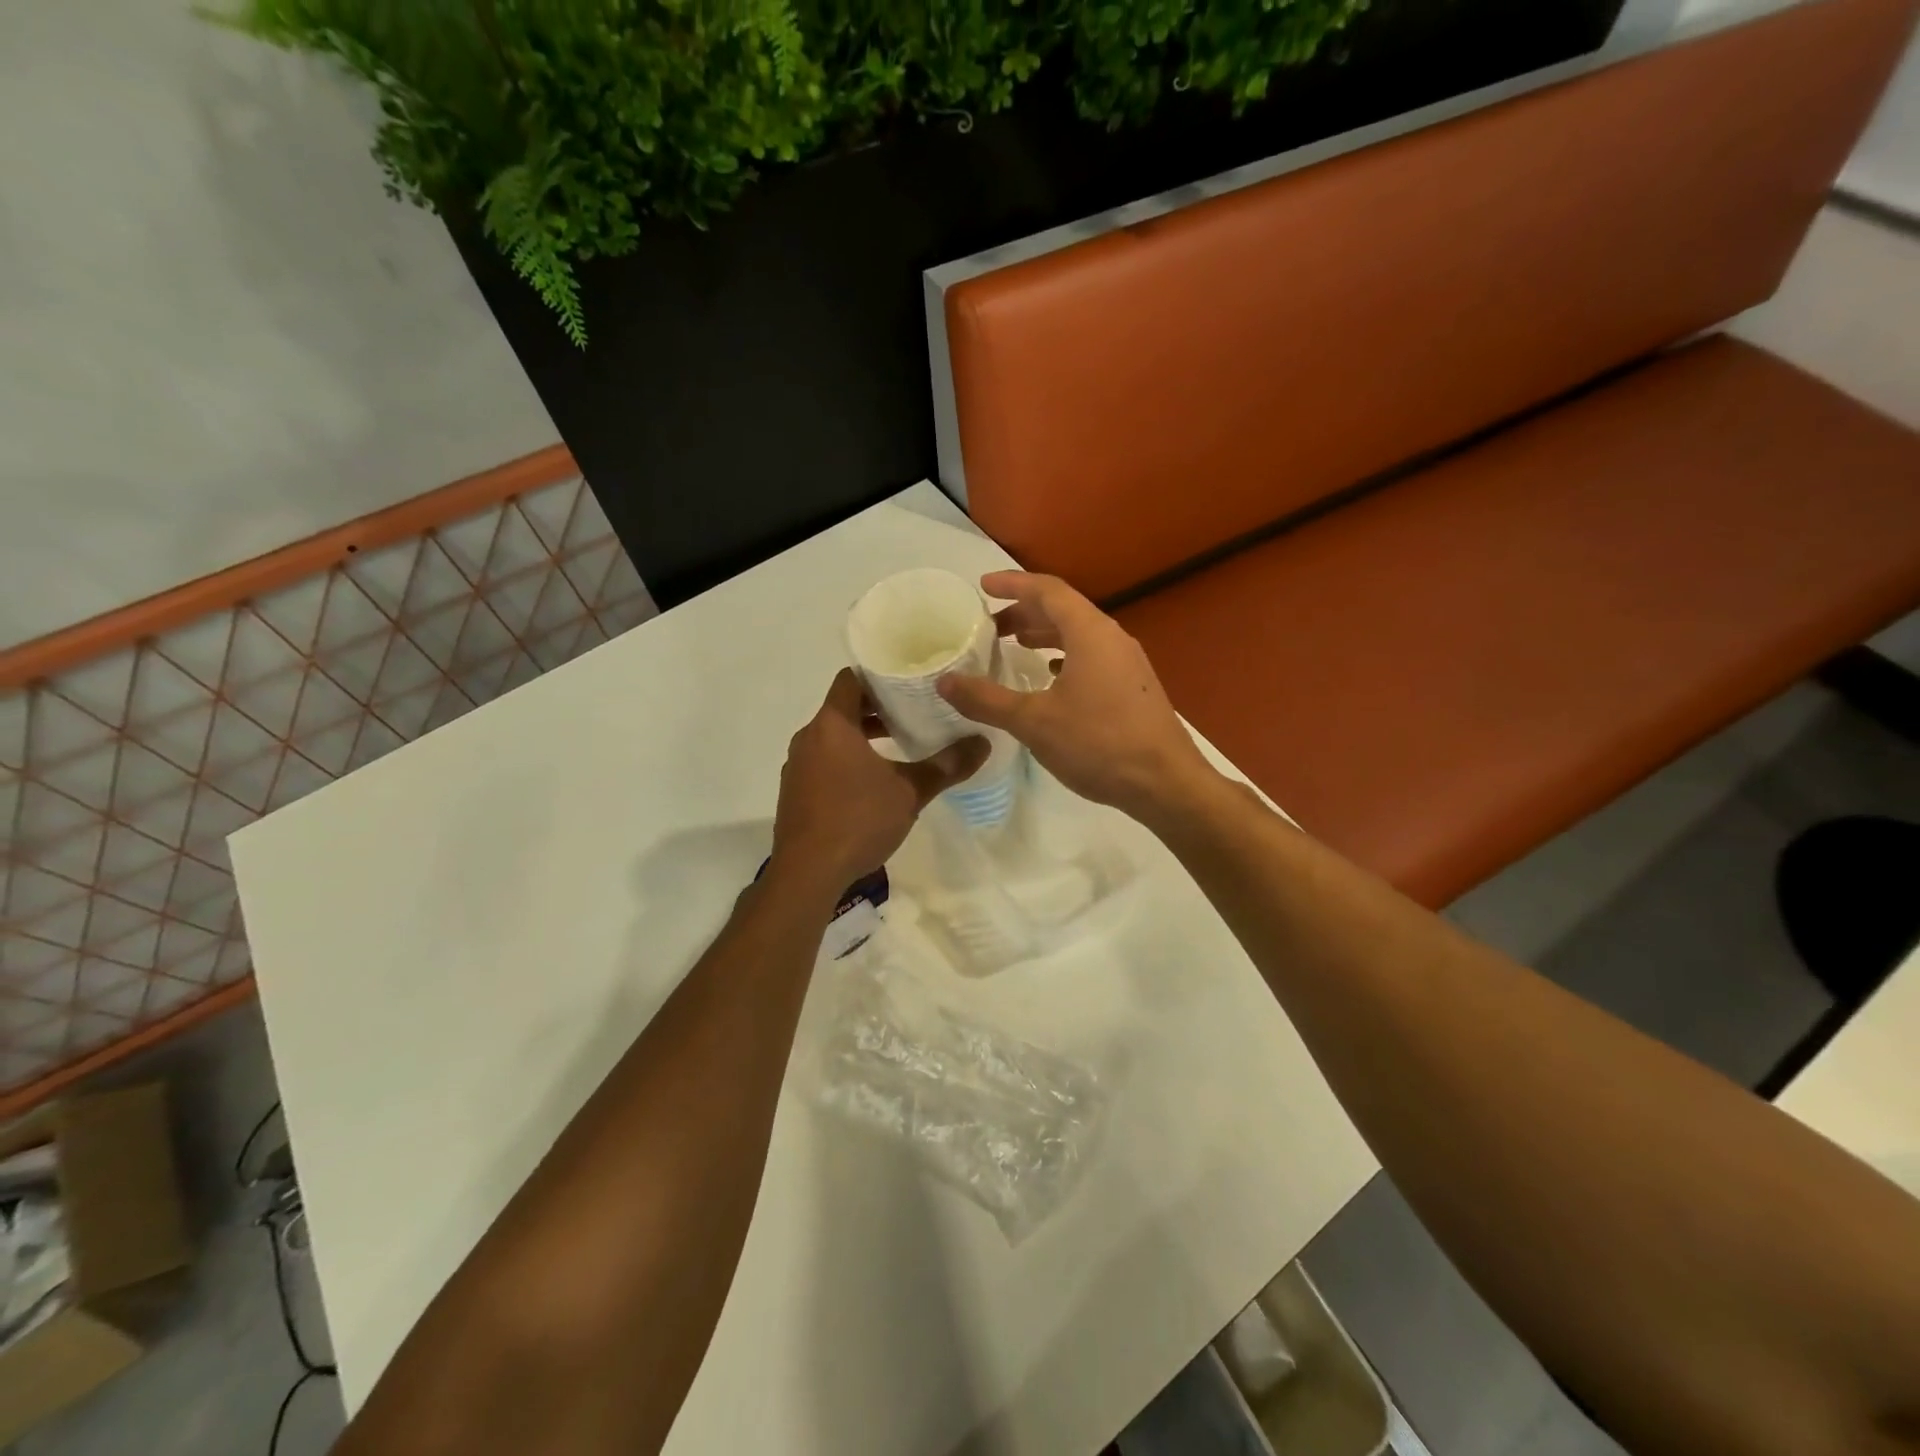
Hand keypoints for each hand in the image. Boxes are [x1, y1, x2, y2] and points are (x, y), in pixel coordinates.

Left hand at [772, 669, 987, 889]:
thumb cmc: (858, 820)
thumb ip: (946, 766)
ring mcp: (797, 766)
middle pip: (843, 708)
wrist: (807, 873)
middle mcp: (808, 738)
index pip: (850, 679)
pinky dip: (846, 760)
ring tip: (899, 745)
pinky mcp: (795, 792)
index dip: (878, 675)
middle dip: (877, 708)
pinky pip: (822, 761)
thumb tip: (983, 743)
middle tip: (914, 711)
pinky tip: (872, 782)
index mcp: (832, 726)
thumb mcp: (910, 792)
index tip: (907, 679)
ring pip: (833, 737)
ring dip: (863, 736)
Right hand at [937, 572, 1216, 824]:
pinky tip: (1050, 679)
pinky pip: (1093, 657)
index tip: (983, 586)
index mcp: (1090, 633)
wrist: (1165, 784)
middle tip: (990, 626)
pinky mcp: (1134, 688)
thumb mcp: (1033, 722)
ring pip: (1080, 635)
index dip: (1013, 584)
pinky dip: (1064, 657)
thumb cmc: (1098, 744)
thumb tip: (945, 682)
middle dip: (1024, 612)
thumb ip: (987, 700)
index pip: (1047, 590)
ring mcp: (1128, 664)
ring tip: (1014, 647)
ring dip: (1044, 635)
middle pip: (1064, 610)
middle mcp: (1113, 638)